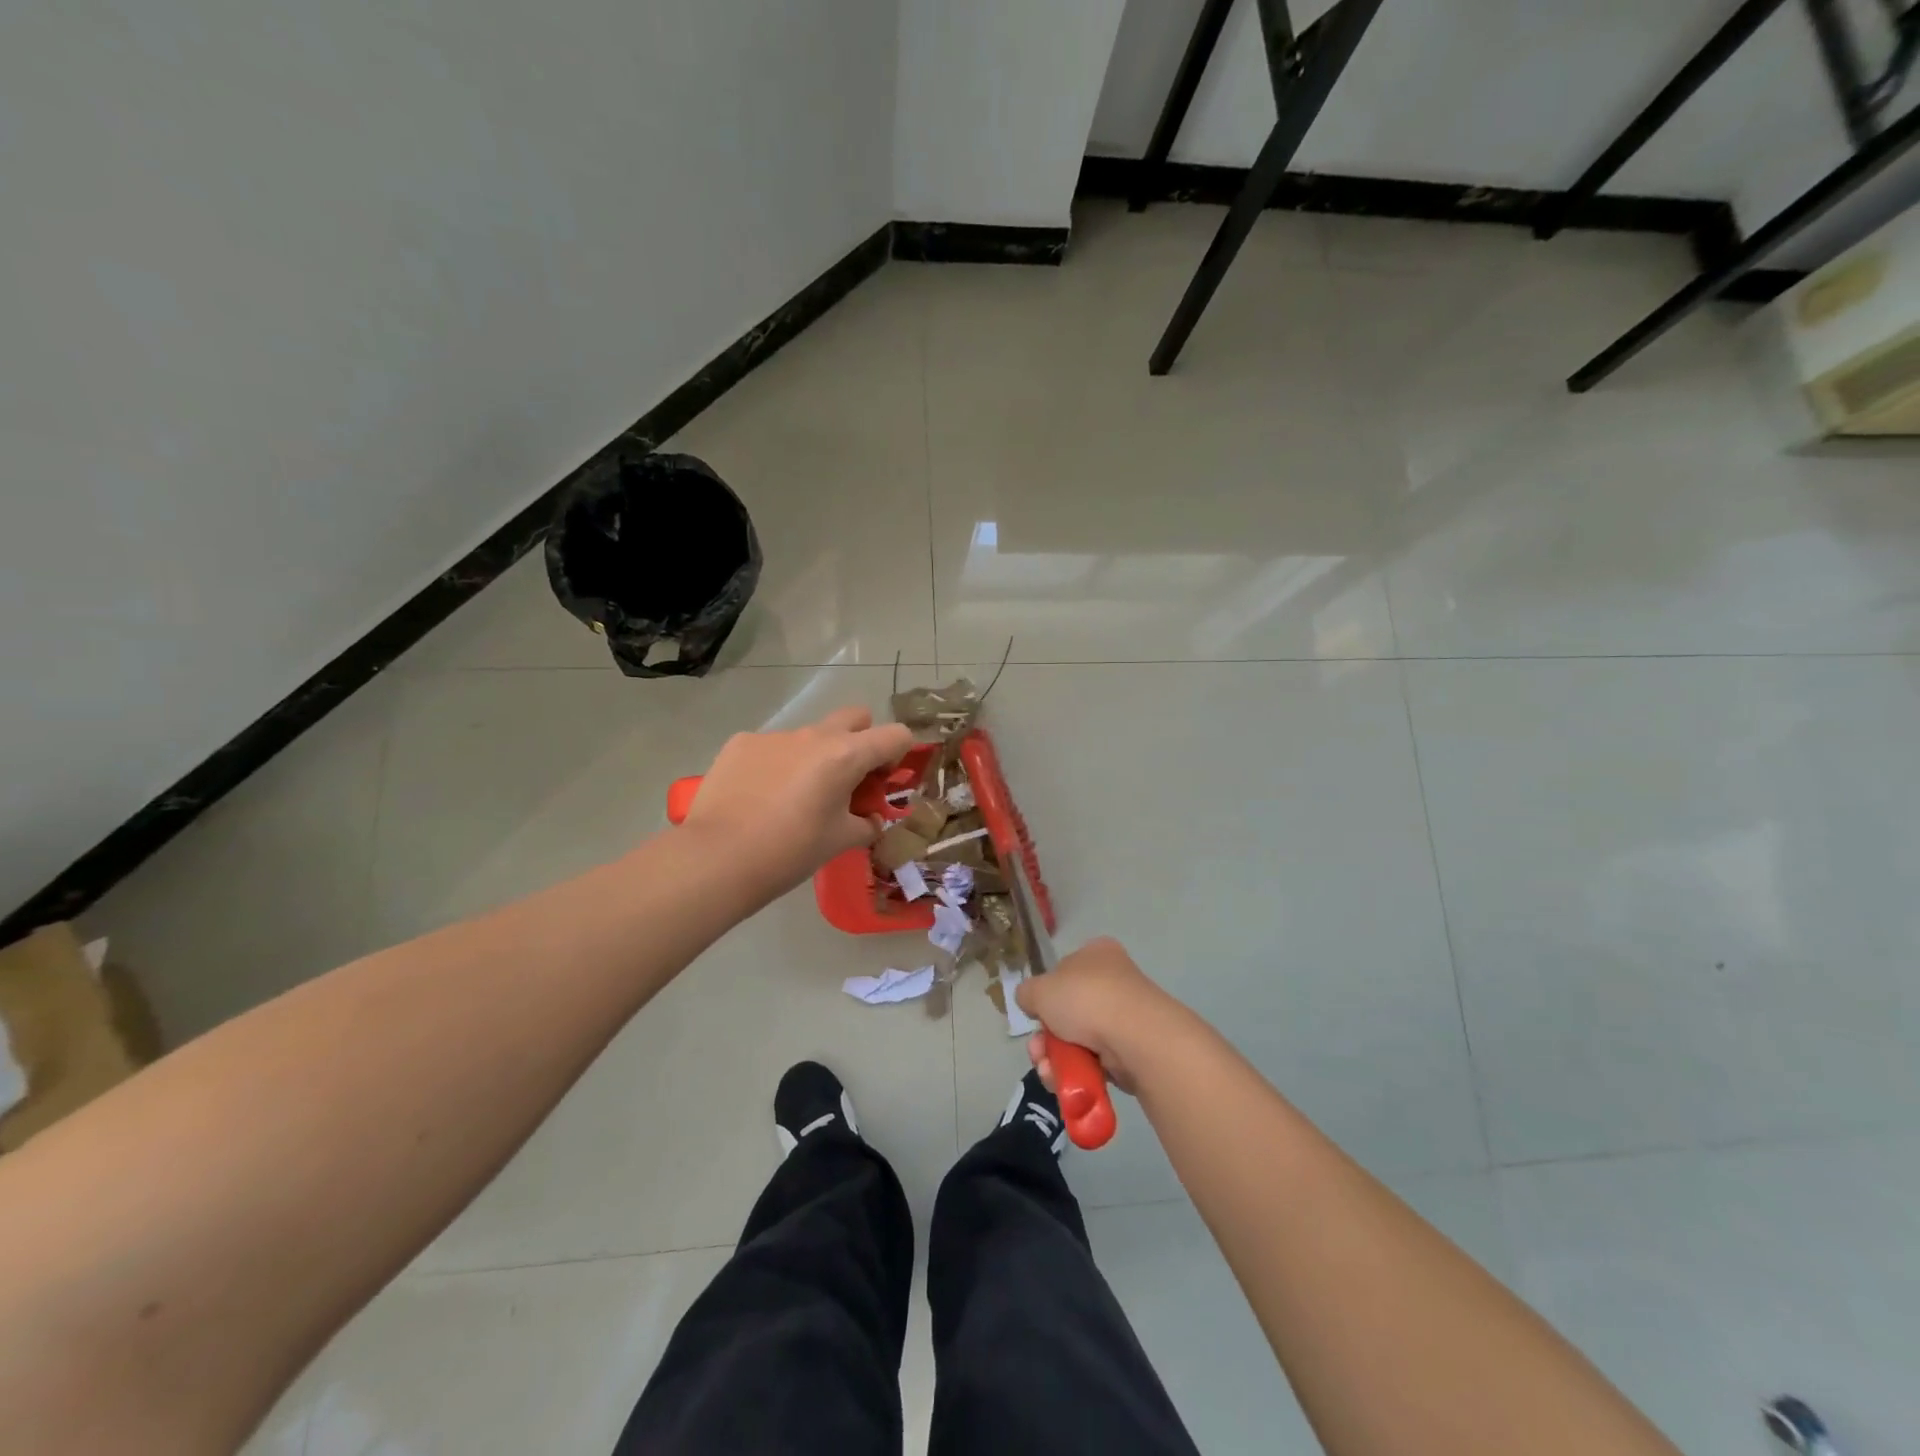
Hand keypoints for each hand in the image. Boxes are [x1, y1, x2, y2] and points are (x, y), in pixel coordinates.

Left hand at [680, 706, 912, 900]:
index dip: (899, 754)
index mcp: (845, 756)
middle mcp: (813, 735)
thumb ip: (865, 825)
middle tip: (847, 779)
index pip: (895, 735)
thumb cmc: (790, 851)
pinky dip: (776, 765)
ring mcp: (774, 736)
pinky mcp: (740, 744)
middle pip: (855, 717)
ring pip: (809, 736)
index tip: (883, 782)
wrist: (717, 858)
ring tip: (793, 798)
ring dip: (814, 757)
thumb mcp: (839, 842)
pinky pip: (771, 747)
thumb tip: (870, 820)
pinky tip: (758, 797)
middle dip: (861, 740)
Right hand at [1017, 937, 1190, 1095]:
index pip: (1064, 971)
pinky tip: (1064, 1080)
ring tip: (1048, 1070)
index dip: (1045, 995)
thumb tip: (1031, 1001)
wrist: (1135, 1036)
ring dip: (1056, 1058)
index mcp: (1096, 954)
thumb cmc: (1086, 999)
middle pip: (1068, 1011)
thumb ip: (1028, 993)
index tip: (1035, 1014)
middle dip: (1046, 1036)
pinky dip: (1077, 1072)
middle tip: (1037, 1050)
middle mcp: (1114, 980)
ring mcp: (1125, 1017)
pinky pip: (1096, 1061)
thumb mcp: (1040, 989)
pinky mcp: (1132, 1050)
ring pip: (1078, 1040)